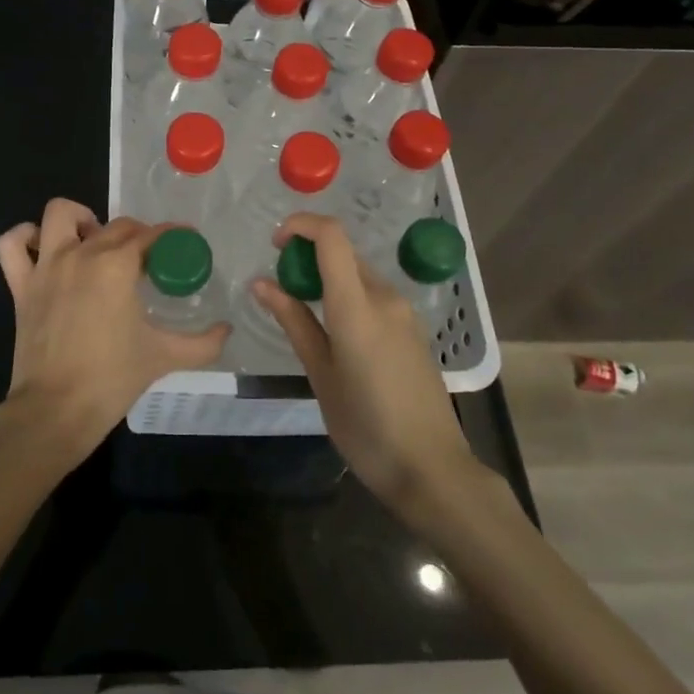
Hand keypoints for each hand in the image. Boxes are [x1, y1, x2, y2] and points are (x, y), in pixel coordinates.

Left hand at [0, 199, 229, 469]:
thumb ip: (203, 343)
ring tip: (95, 242)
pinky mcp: (20, 285)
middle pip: (115, 225)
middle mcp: (80, 254)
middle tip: (149, 260)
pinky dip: (25, 237)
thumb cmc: (112, 379)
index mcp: (116, 266)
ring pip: (59, 215)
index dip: (172, 235)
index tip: (185, 241)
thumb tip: (226, 331)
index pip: (150, 235)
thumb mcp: (165, 357)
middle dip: (137, 235)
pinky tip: (44, 249)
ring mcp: (46, 266)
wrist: (56, 410)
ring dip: (80, 219)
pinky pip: (12, 245)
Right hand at [252, 213, 481, 514]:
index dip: (301, 225)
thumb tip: (261, 284)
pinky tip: (335, 334)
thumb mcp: (321, 375)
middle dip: (308, 255)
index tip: (275, 245)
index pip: (332, 237)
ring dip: (328, 278)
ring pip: (359, 274)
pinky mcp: (413, 330)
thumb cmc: (366, 427)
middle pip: (344, 253)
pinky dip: (348, 296)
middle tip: (281, 289)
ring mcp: (404, 313)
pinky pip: (374, 296)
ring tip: (303, 315)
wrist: (432, 469)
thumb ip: (294, 322)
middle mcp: (385, 298)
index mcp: (357, 307)